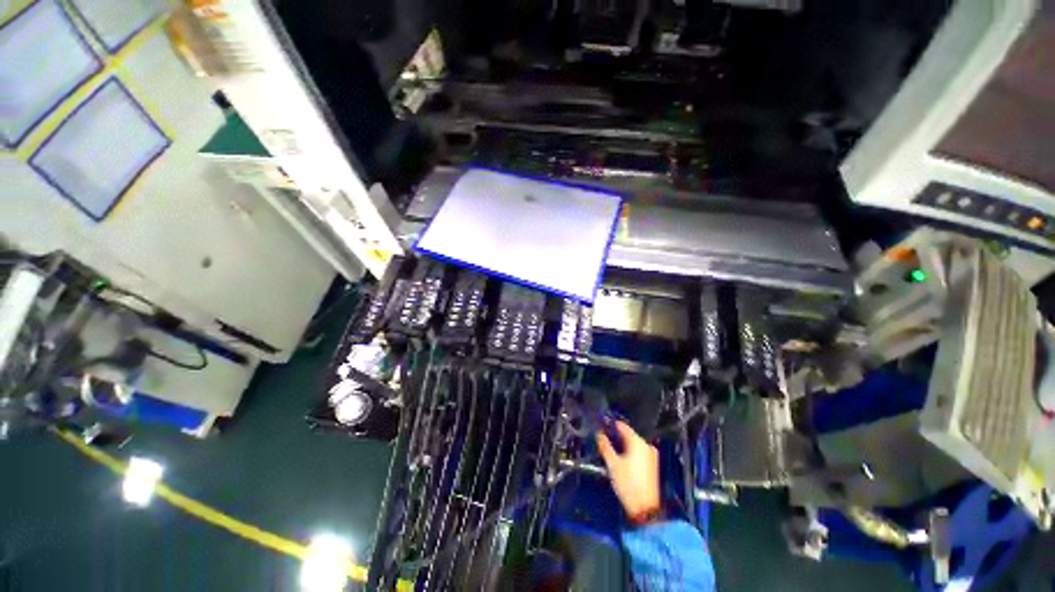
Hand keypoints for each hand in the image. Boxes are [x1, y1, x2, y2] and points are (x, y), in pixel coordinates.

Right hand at [596, 421, 660, 521]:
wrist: (645, 508)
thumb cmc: (627, 483)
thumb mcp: (612, 464)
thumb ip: (605, 446)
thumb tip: (599, 434)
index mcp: (638, 442)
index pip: (622, 426)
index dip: (611, 425)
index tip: (601, 425)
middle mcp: (646, 445)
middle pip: (629, 435)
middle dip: (616, 436)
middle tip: (603, 439)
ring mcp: (651, 455)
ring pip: (634, 444)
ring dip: (623, 444)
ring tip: (610, 449)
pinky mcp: (653, 465)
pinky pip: (639, 452)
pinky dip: (630, 452)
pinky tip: (621, 459)